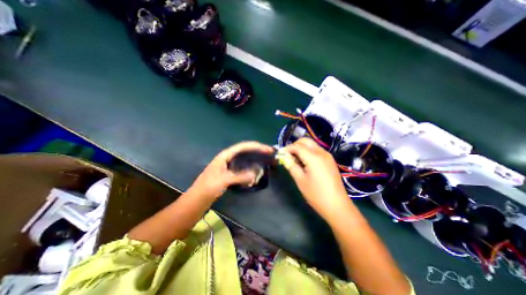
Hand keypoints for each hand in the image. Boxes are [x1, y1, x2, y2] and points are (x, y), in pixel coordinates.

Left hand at [188, 140, 273, 200]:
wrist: (196, 200)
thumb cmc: (206, 188)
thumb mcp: (223, 181)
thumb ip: (239, 177)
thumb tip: (255, 175)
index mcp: (225, 156)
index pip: (243, 147)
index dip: (256, 146)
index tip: (268, 149)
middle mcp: (227, 158)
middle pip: (245, 151)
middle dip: (258, 151)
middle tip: (270, 154)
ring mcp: (229, 166)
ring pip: (245, 159)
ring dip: (255, 159)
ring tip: (266, 160)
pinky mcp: (230, 173)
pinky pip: (243, 168)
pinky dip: (251, 169)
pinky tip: (255, 173)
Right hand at [282, 140, 349, 221]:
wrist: (337, 205)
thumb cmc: (316, 194)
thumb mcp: (300, 180)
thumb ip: (291, 165)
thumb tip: (284, 157)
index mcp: (313, 157)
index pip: (297, 146)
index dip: (287, 148)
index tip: (280, 153)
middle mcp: (321, 152)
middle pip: (305, 141)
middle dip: (295, 145)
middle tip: (288, 155)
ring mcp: (327, 156)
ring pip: (312, 145)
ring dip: (302, 148)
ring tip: (295, 159)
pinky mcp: (330, 160)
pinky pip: (317, 150)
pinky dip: (308, 152)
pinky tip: (305, 162)